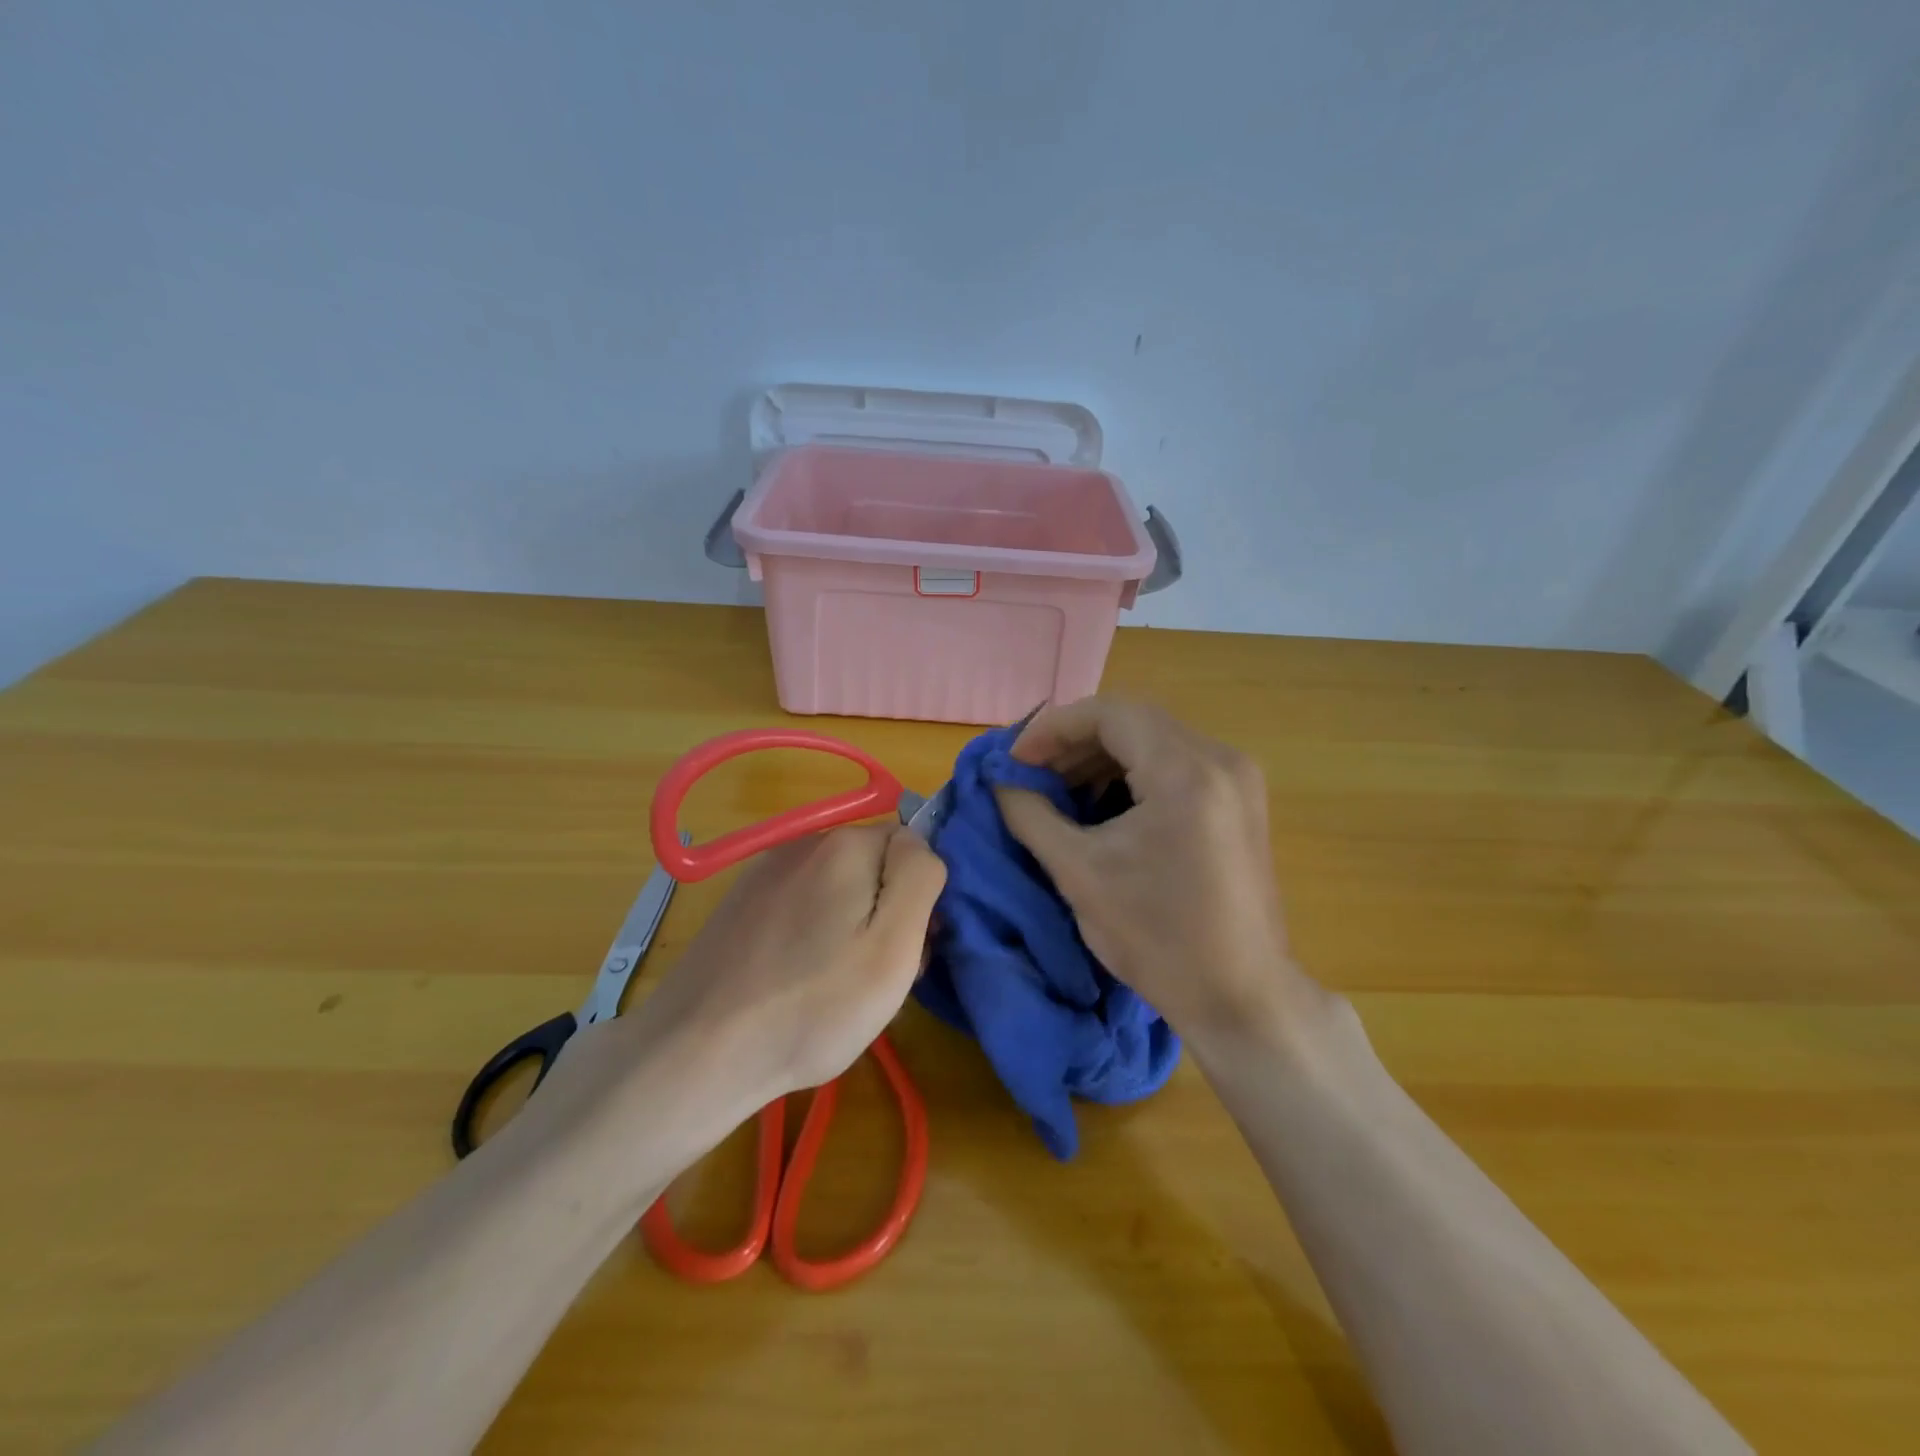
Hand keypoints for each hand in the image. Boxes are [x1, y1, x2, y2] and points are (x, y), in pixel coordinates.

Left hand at [639, 824, 945, 1099]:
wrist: (697, 1052)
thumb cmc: (812, 1006)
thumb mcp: (892, 947)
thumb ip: (919, 878)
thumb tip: (920, 844)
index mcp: (845, 844)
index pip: (913, 848)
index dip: (920, 899)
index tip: (907, 950)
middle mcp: (804, 842)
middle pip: (874, 866)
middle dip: (885, 913)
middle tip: (874, 977)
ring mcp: (765, 871)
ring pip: (837, 888)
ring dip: (850, 925)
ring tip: (834, 986)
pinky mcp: (740, 903)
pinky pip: (800, 905)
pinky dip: (811, 935)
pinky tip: (797, 981)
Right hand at [994, 697, 1322, 1048]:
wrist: (1242, 998)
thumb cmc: (1158, 938)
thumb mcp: (1080, 873)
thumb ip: (1031, 815)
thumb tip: (1000, 781)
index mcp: (1185, 771)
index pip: (1109, 713)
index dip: (1052, 728)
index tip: (1015, 760)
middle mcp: (1220, 759)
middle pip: (1133, 720)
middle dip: (1074, 741)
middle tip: (1031, 772)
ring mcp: (1237, 780)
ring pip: (1154, 739)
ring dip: (1101, 756)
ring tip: (1059, 788)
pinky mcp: (1239, 802)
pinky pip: (1176, 764)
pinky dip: (1132, 773)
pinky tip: (1102, 803)